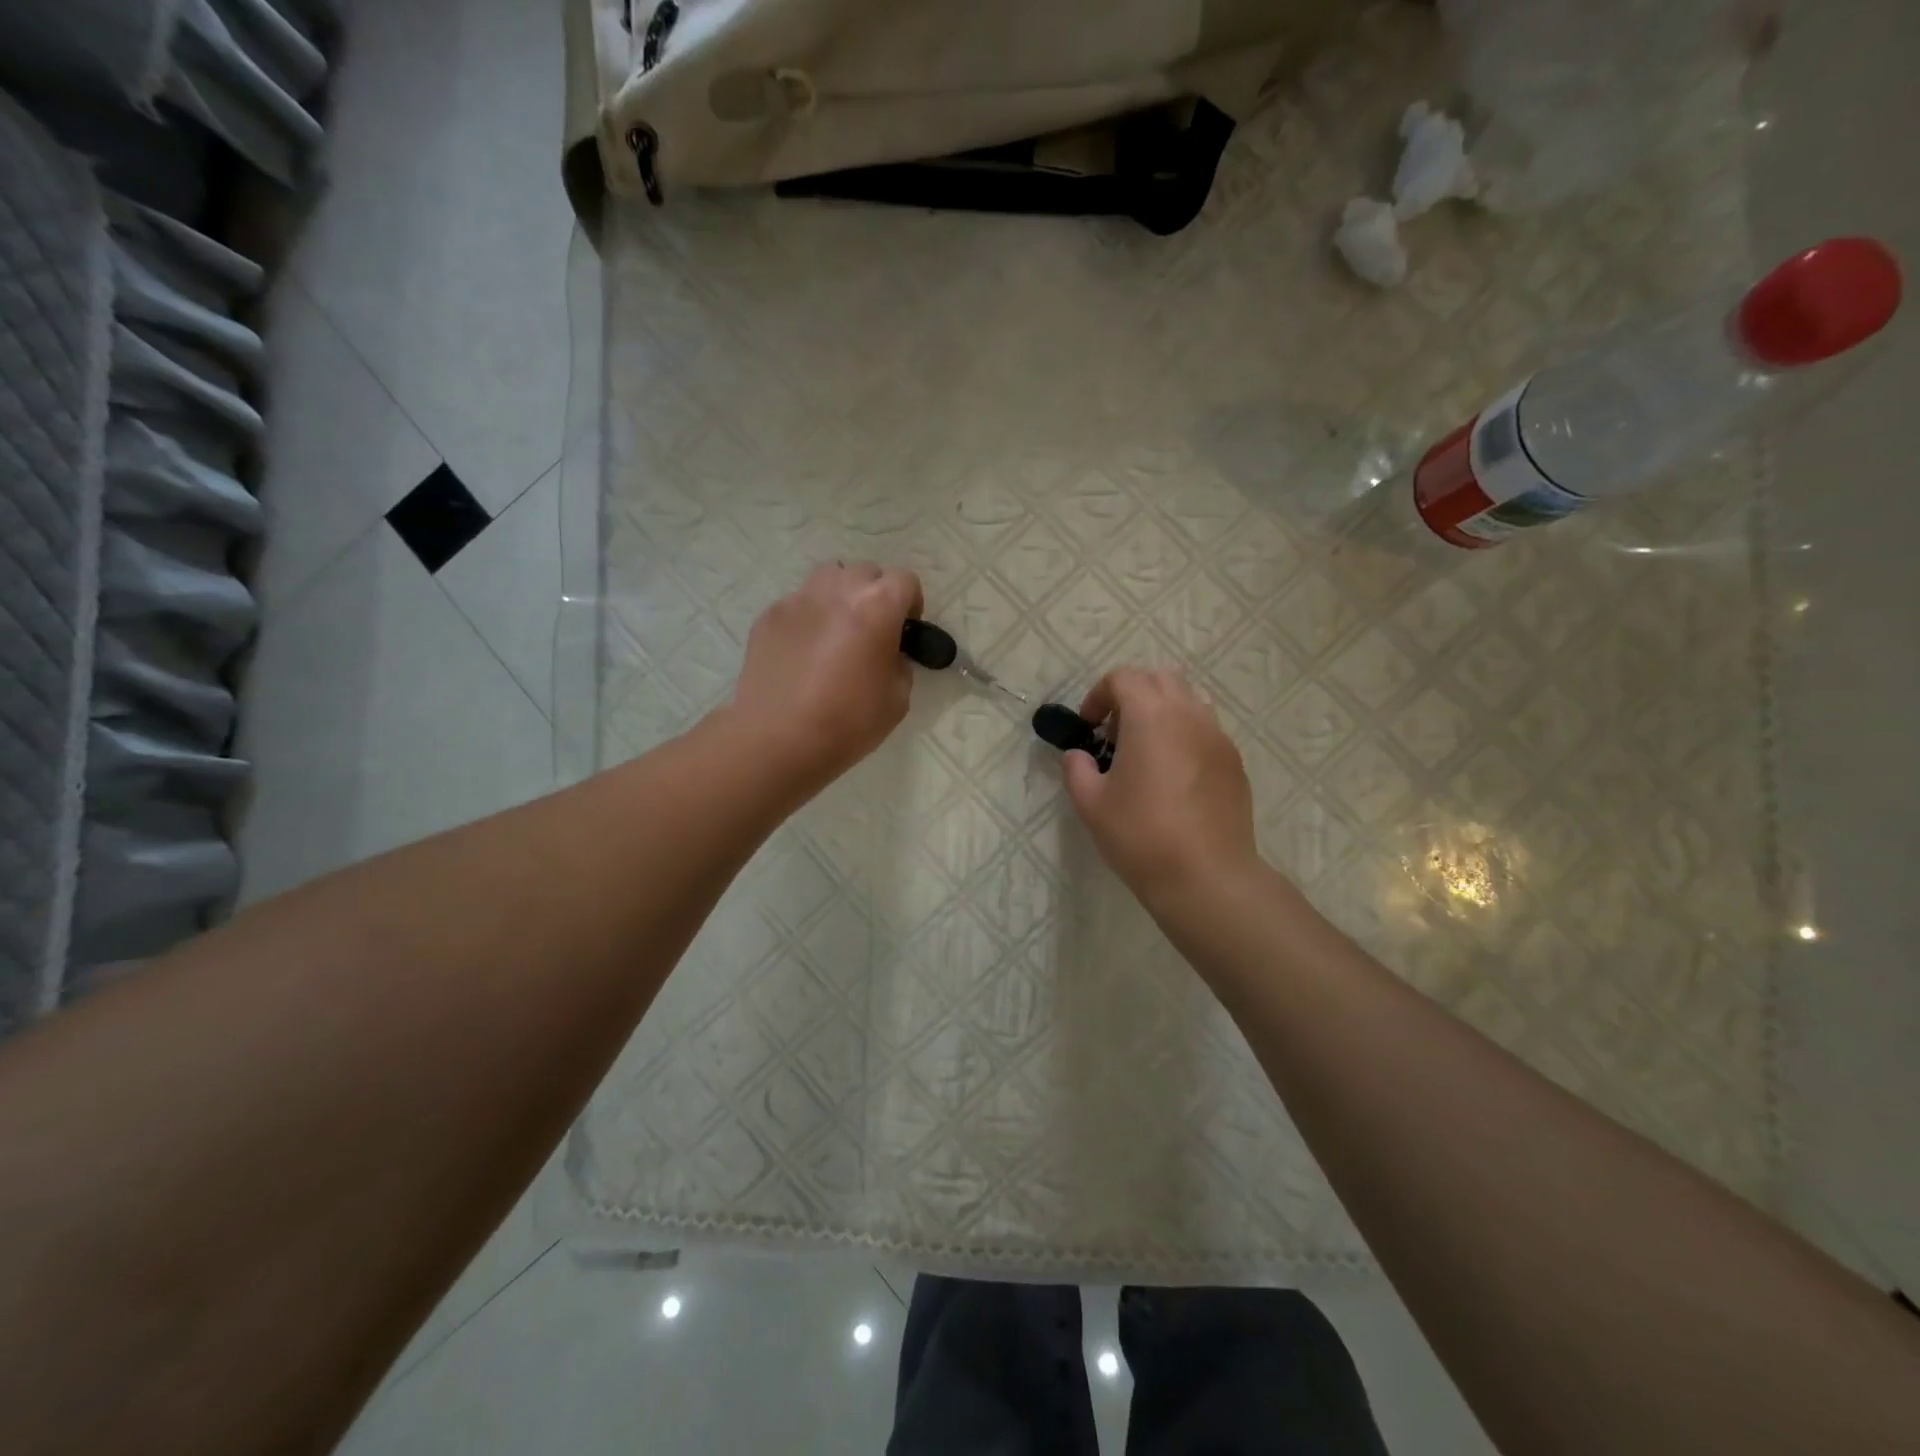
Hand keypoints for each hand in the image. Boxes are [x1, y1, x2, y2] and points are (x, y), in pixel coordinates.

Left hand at [724, 562, 923, 795]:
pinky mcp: (768, 616)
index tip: (906, 629)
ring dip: (840, 597)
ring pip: (828, 579)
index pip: (905, 580)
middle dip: (875, 595)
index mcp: (876, 606)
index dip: (911, 603)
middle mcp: (837, 590)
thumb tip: (888, 655)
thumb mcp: (897, 699)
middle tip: (872, 630)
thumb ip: (899, 664)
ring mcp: (798, 600)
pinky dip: (808, 619)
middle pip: (866, 573)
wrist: (777, 739)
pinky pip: (797, 604)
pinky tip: (803, 653)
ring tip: (836, 632)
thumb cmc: (847, 722)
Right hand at [1063, 668, 1260, 908]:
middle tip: (1116, 734)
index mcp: (1151, 716)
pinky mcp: (1234, 762)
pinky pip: (1206, 730)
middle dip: (1133, 695)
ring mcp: (1218, 737)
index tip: (1089, 727)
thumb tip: (1078, 756)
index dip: (1099, 695)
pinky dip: (1184, 736)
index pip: (1124, 678)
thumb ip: (1077, 769)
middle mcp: (1189, 715)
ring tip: (1147, 752)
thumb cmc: (1141, 836)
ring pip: (1189, 701)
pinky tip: (1174, 777)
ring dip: (1162, 712)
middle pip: (1160, 679)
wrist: (1206, 876)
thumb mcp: (1090, 804)